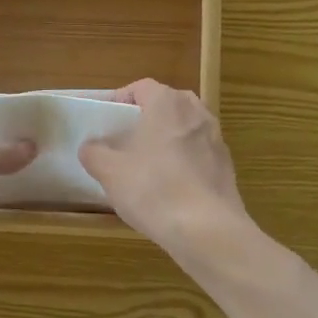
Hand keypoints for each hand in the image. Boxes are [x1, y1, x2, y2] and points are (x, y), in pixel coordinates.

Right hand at [79, 79, 247, 255]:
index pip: (140, 88)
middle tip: (124, 141)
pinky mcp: (226, 166)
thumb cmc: (154, 189)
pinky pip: (197, 154)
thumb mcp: (109, 171)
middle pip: (165, 106)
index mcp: (168, 102)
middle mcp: (196, 112)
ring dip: (165, 141)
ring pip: (183, 130)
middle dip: (144, 120)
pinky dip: (182, 163)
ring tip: (145, 166)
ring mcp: (216, 138)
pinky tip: (169, 188)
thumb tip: (92, 147)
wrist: (207, 229)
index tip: (104, 121)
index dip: (119, 100)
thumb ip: (94, 152)